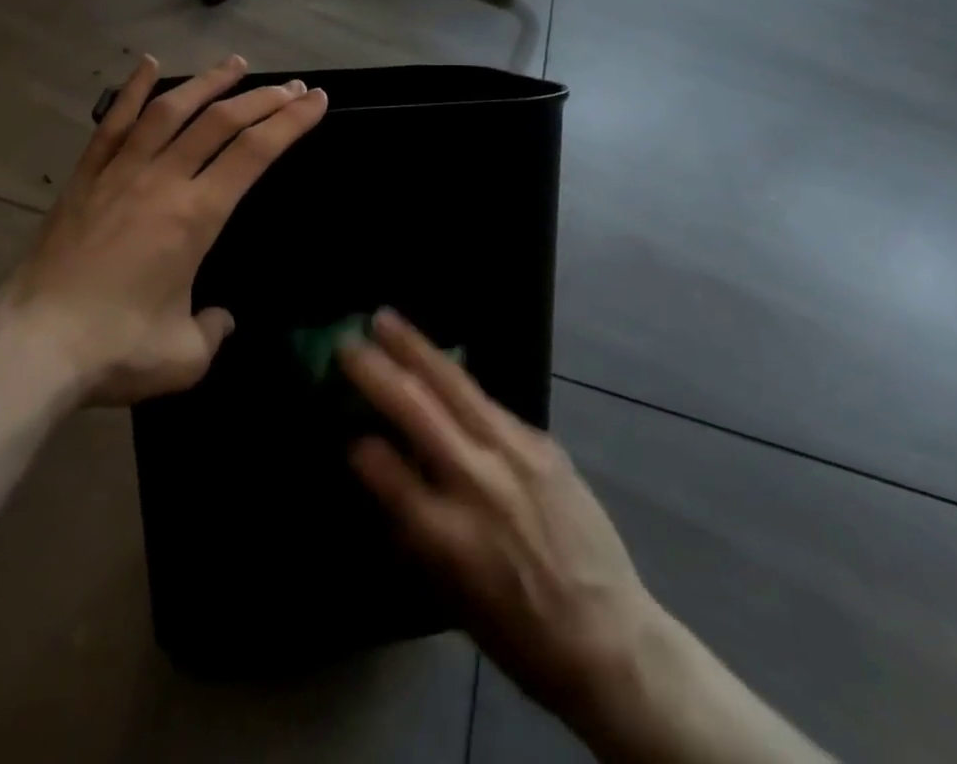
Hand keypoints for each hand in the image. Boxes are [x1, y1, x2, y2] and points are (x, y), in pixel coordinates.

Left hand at [0, 54, 326, 405]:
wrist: (32, 346)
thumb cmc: (115, 349)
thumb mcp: (186, 357)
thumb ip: (215, 331)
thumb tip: (221, 318)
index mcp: (196, 216)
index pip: (255, 153)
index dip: (291, 122)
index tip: (316, 101)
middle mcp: (163, 181)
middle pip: (221, 122)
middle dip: (264, 99)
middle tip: (292, 85)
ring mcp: (120, 173)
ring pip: (171, 111)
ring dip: (208, 83)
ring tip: (236, 64)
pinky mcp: (86, 178)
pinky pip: (113, 123)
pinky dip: (134, 90)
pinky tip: (149, 64)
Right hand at [340, 312, 675, 756]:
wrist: (609, 637)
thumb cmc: (518, 633)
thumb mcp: (449, 596)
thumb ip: (411, 525)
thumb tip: (378, 467)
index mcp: (448, 534)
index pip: (386, 470)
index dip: (360, 445)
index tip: (346, 429)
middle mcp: (478, 482)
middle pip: (417, 407)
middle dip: (376, 369)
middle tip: (346, 342)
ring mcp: (514, 453)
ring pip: (454, 384)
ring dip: (415, 348)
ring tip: (386, 319)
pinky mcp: (541, 441)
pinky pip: (488, 402)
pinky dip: (455, 380)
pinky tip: (439, 365)